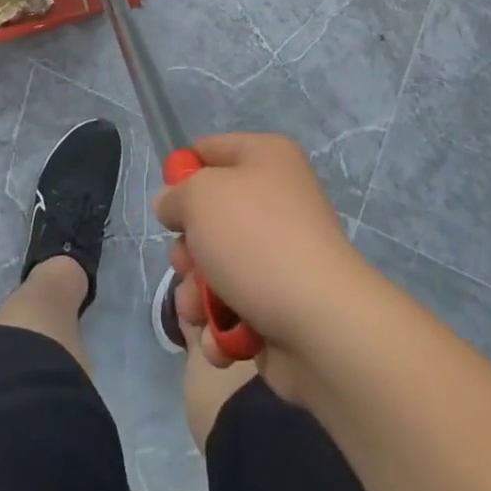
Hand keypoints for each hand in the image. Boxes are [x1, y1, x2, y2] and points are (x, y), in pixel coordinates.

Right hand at [153, 133, 370, 397]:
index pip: (210, 150)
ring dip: (196, 294)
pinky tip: (221, 340)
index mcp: (266, 158)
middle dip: (187, 249)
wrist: (321, 324)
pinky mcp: (279, 305)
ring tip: (199, 311)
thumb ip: (176, 195)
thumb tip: (172, 205)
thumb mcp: (200, 197)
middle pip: (209, 216)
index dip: (183, 173)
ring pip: (215, 267)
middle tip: (186, 264)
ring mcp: (280, 255)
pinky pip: (234, 308)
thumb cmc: (256, 240)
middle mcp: (275, 199)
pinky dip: (221, 326)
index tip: (168, 203)